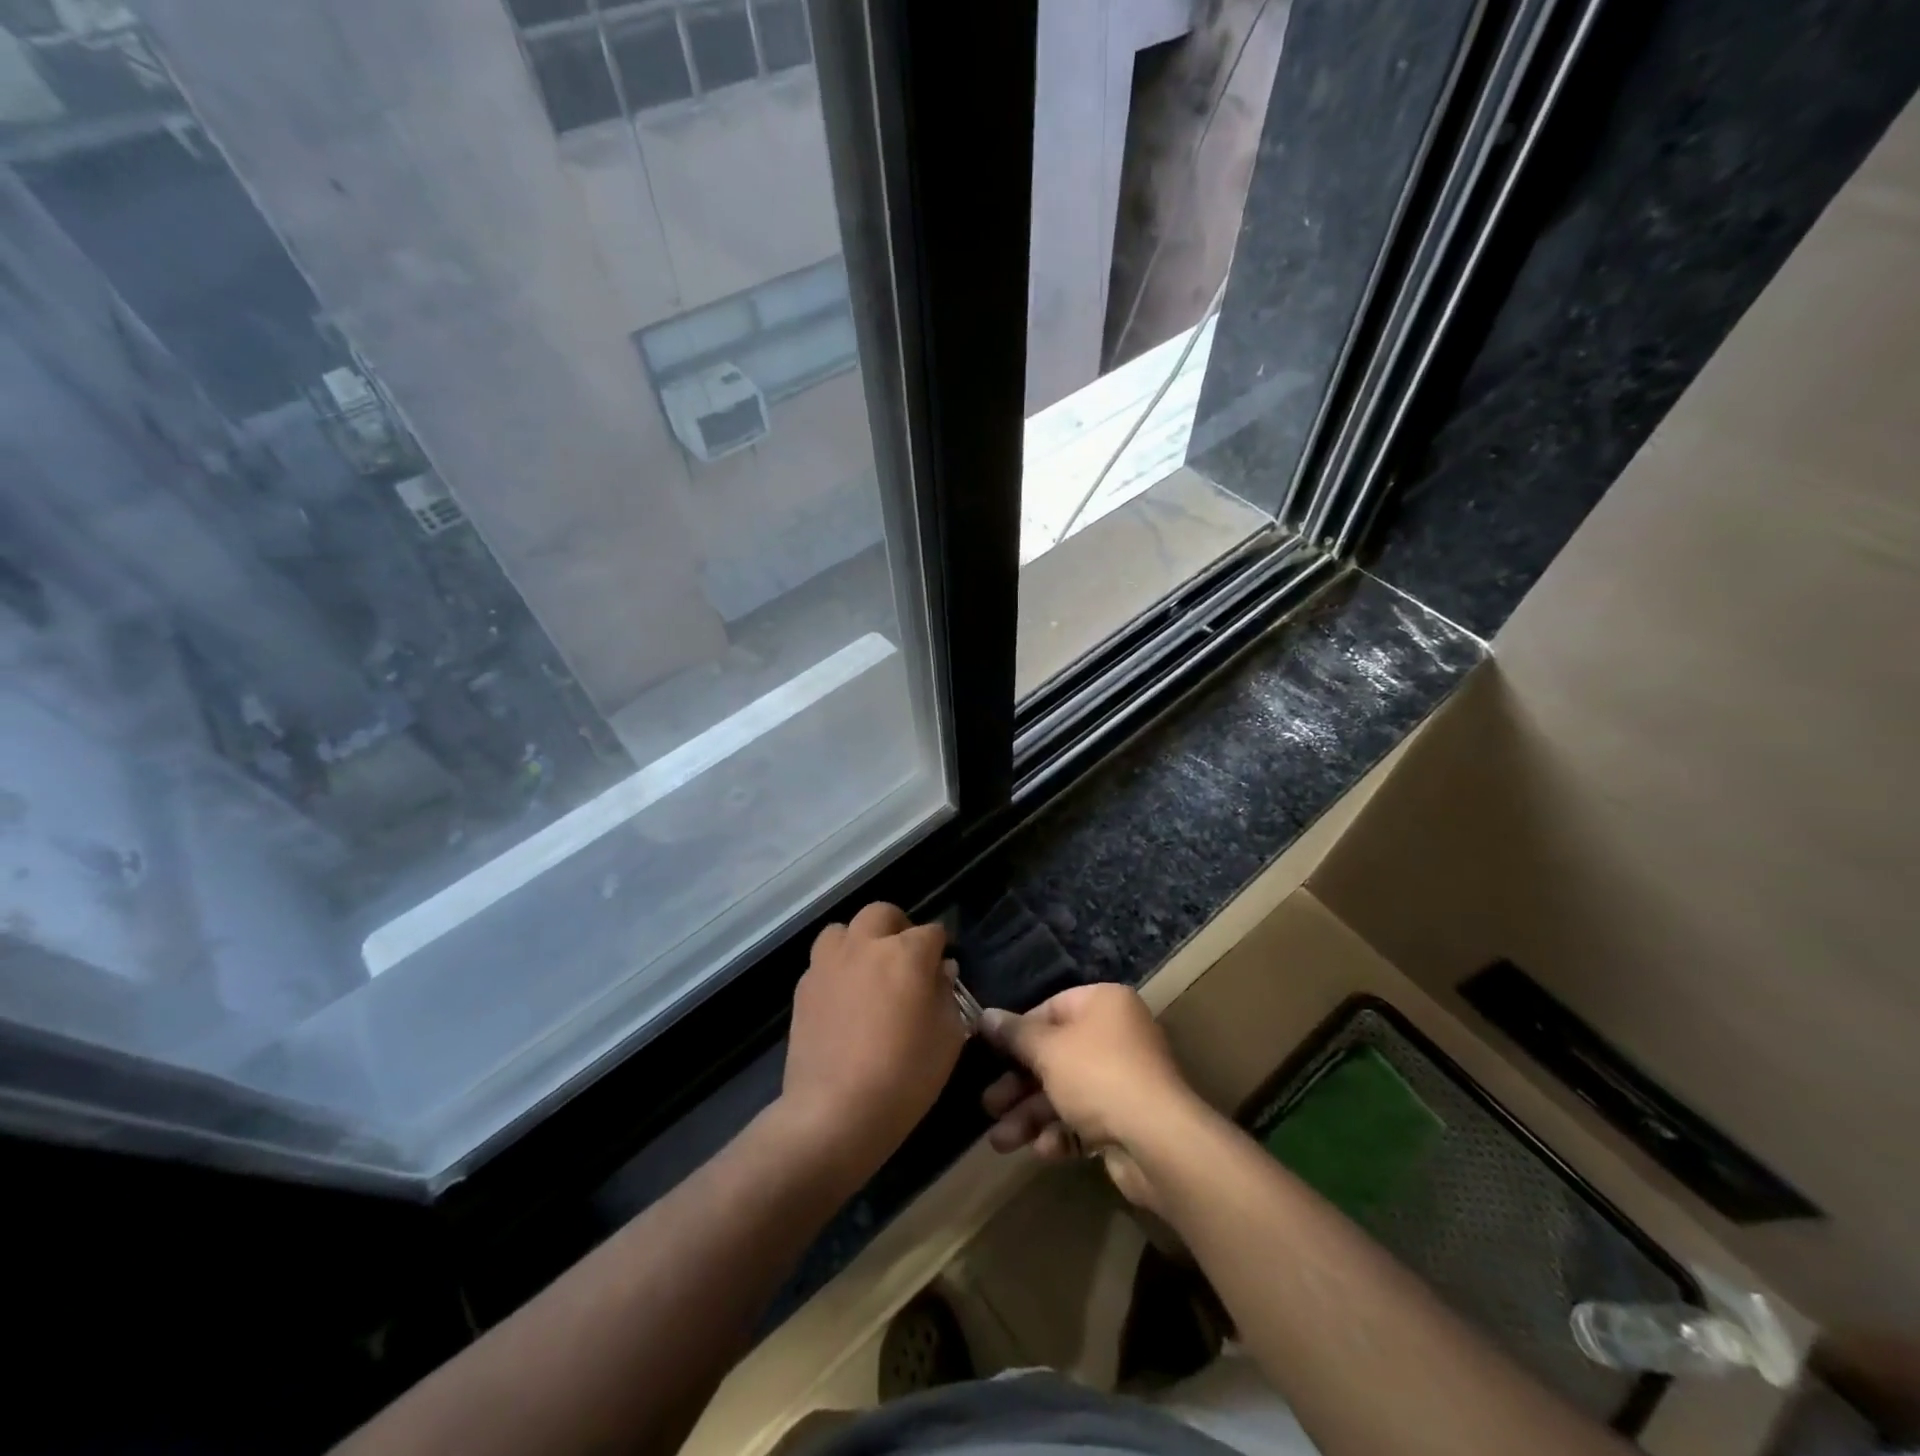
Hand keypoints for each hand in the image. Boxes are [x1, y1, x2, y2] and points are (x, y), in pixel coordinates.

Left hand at [779, 903, 966, 1185]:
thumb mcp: (948, 1038)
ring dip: (859, 940)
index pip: (932, 932)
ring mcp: (829, 963)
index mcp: (907, 953)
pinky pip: (822, 961)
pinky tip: (844, 998)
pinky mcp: (804, 987)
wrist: (835, 1112)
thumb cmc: (905, 1076)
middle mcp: (866, 945)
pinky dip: (837, 968)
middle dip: (898, 928)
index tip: (943, 969)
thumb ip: (947, 994)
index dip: (940, 948)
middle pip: (882, 914)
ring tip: (867, 970)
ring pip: (843, 929)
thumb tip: (940, 971)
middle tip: (905, 958)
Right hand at [978, 984, 1203, 1208]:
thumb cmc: (1097, 1075)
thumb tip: (985, 1016)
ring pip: (1065, 1092)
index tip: (988, 1053)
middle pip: (1055, 1055)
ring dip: (1031, 1116)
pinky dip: (1062, 1134)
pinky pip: (1085, 1120)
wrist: (1158, 1141)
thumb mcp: (1047, 1050)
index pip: (1051, 1009)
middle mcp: (1116, 1036)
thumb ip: (1014, 1035)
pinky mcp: (1127, 1120)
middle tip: (988, 1104)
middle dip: (1019, 1085)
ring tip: (1000, 1141)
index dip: (1017, 1032)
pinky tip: (1043, 1150)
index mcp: (1103, 1005)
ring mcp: (1124, 1080)